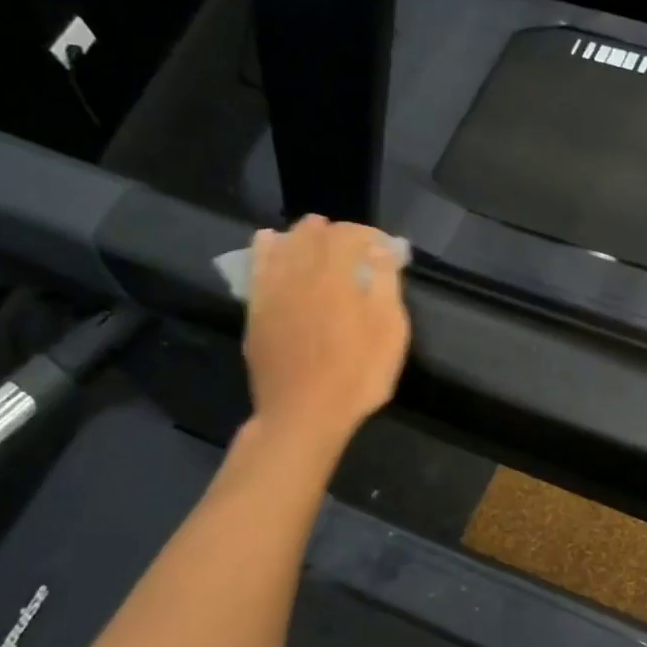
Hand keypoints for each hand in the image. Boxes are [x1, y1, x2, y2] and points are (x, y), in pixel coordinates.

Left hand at [241, 217, 411, 444]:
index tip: (385, 249)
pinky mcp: (256, 312)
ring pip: (283, 247)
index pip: (350, 235)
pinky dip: (264, 251)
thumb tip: (380, 249)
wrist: (303, 415)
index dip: (369, 234)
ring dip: (301, 236)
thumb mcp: (390, 330)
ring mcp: (273, 292)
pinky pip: (257, 269)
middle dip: (335, 232)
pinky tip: (267, 242)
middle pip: (313, 235)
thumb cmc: (357, 375)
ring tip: (314, 234)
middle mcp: (300, 273)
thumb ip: (386, 283)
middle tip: (354, 244)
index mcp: (336, 275)